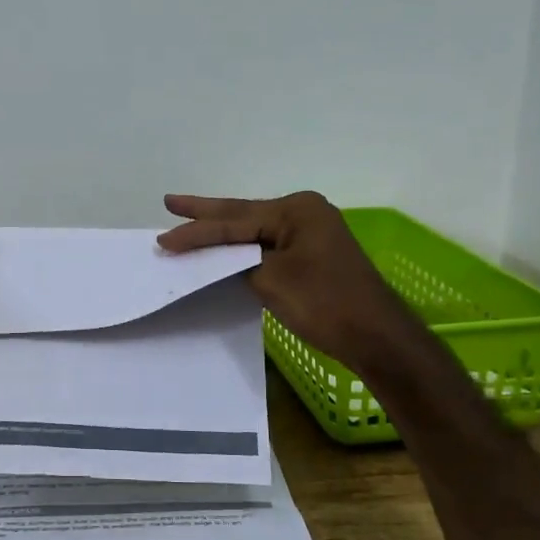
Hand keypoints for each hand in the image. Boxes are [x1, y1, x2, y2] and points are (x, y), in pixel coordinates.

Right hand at [158, 192, 421, 374]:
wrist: (376, 337)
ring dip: (222, 231)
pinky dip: (242, 248)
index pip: (234, 221)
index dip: (196, 232)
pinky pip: (268, 246)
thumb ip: (239, 262)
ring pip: (254, 230)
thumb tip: (223, 257)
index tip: (162, 239)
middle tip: (171, 202)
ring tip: (188, 218)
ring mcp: (310, 234)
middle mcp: (304, 213)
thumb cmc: (325, 303)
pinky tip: (224, 246)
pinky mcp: (312, 255)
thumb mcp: (272, 280)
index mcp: (296, 210)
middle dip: (205, 213)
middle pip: (243, 215)